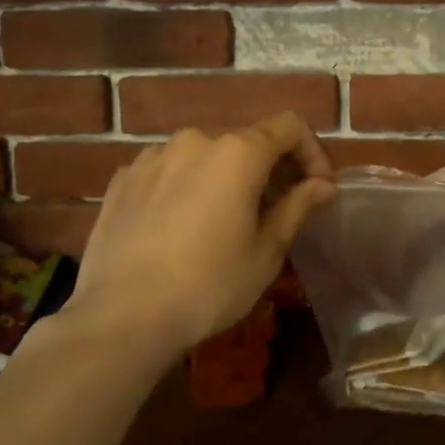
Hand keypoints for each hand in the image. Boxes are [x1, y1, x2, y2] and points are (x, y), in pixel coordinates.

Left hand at [62, 114, 336, 353]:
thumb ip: (298, 207)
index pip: (289, 126)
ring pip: (205, 155)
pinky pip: (169, 171)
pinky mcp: (123, 179)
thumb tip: (324, 185)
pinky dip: (187, 186)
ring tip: (224, 221)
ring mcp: (153, 156)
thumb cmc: (208, 285)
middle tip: (275, 212)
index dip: (311, 151)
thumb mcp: (266, 251)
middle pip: (246, 140)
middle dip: (269, 169)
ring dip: (225, 177)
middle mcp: (195, 140)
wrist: (120, 318)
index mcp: (237, 152)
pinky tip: (180, 228)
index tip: (317, 188)